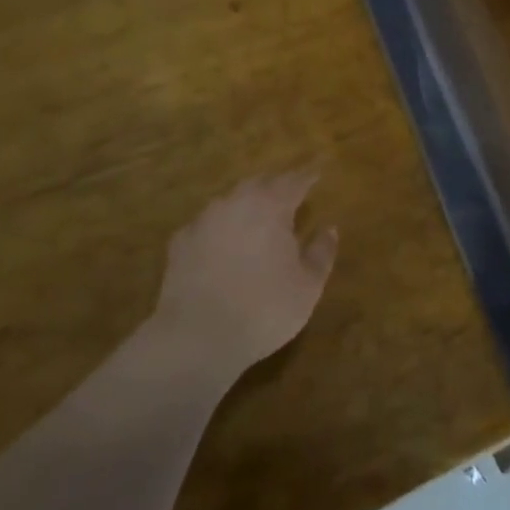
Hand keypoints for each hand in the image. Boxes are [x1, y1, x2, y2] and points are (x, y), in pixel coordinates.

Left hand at [152, 170, 337, 380]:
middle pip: (260, 183)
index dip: (307, 177)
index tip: (316, 174)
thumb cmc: (264, 309)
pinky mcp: (180, 241)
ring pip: (230, 201)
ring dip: (246, 205)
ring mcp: (204, 219)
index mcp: (271, 206)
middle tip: (288, 194)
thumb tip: (329, 229)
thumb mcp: (308, 286)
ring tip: (256, 219)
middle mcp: (236, 202)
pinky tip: (222, 245)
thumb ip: (321, 252)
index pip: (294, 181)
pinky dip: (220, 229)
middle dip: (275, 186)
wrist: (197, 336)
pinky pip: (207, 225)